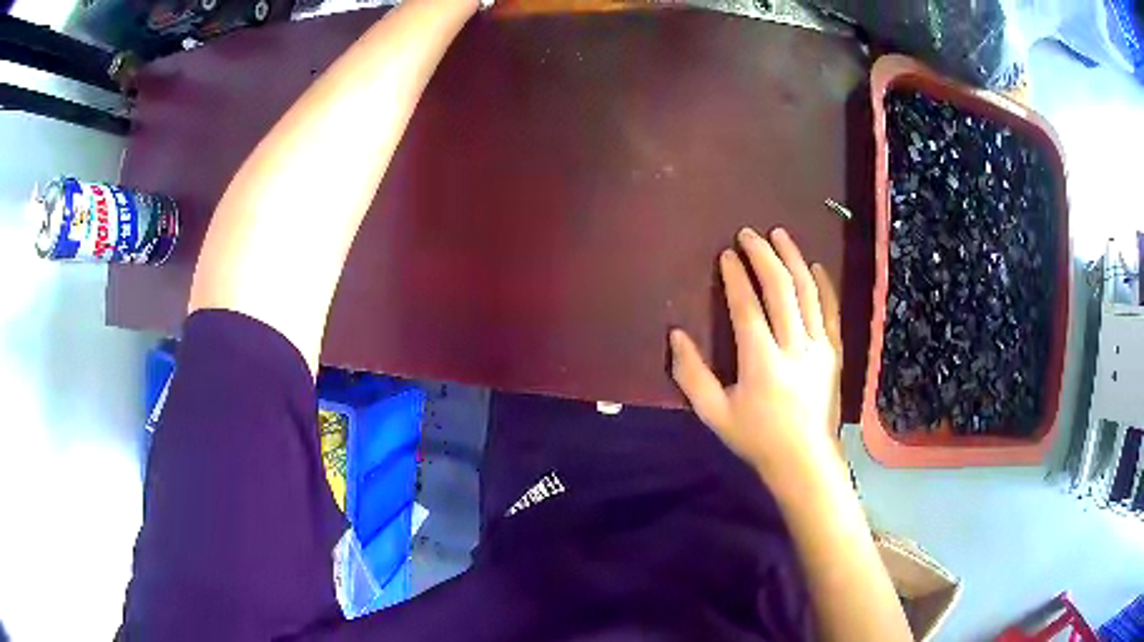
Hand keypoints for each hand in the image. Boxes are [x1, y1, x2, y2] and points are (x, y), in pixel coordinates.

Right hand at [670, 227, 842, 494]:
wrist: (805, 460)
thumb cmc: (757, 438)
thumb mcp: (714, 414)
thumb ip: (691, 375)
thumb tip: (676, 336)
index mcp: (761, 362)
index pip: (748, 307)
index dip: (736, 278)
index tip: (726, 255)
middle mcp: (794, 347)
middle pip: (781, 289)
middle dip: (764, 256)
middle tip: (749, 235)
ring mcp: (819, 348)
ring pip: (808, 292)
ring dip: (793, 259)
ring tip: (780, 235)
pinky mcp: (834, 353)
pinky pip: (830, 311)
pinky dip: (823, 285)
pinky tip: (816, 266)